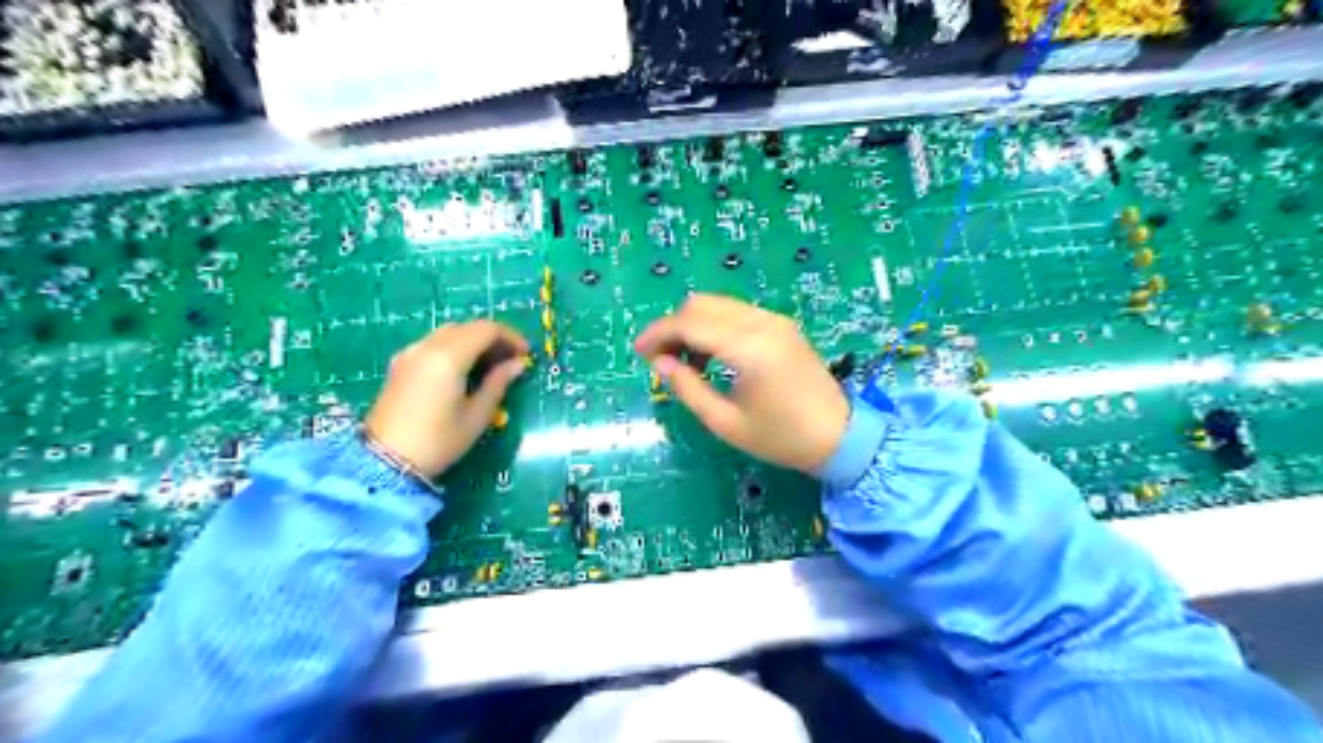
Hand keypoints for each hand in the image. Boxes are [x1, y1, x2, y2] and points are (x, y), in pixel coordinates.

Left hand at [362, 321, 529, 479]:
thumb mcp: (477, 416)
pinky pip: (433, 344)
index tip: (525, 354)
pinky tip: (463, 371)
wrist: (384, 462)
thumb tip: (516, 365)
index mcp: (449, 357)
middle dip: (493, 338)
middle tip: (510, 360)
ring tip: (489, 366)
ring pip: (449, 333)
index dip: (510, 337)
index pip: (486, 329)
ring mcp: (410, 354)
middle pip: (467, 327)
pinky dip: (454, 348)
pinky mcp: (400, 364)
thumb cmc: (438, 441)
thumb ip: (498, 384)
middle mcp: (427, 347)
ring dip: (473, 341)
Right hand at [639, 294, 846, 473]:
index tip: (638, 353)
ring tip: (684, 362)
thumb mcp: (725, 422)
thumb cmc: (779, 437)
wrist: (838, 436)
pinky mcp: (781, 325)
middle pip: (701, 305)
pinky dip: (714, 326)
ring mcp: (774, 320)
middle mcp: (762, 323)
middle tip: (659, 359)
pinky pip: (737, 313)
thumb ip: (687, 388)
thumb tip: (660, 362)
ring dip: (693, 325)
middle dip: (673, 326)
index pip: (690, 323)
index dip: (658, 333)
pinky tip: (711, 356)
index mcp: (748, 348)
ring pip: (718, 305)